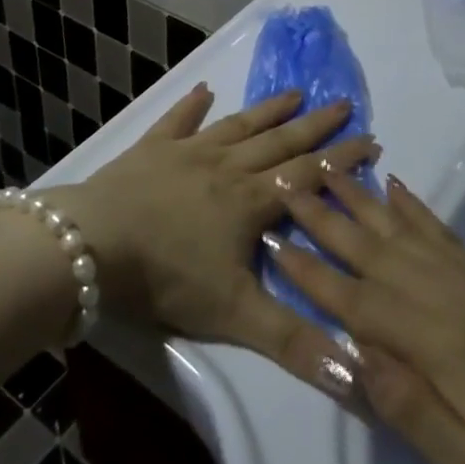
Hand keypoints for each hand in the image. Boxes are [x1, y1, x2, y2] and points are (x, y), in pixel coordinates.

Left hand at [51, 83, 377, 374]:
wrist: (92, 248)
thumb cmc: (166, 278)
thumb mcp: (236, 317)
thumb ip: (296, 343)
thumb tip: (359, 373)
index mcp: (249, 202)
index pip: (307, 177)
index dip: (342, 160)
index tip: (372, 139)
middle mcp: (226, 168)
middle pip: (279, 142)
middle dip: (314, 125)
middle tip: (343, 102)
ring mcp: (187, 153)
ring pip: (237, 126)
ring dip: (267, 110)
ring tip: (294, 92)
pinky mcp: (151, 149)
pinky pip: (177, 121)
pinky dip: (191, 106)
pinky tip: (203, 90)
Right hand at [269, 171, 464, 463]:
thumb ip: (409, 410)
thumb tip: (354, 356)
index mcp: (437, 342)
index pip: (358, 300)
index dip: (312, 272)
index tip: (272, 239)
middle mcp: (449, 296)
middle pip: (374, 250)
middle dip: (325, 218)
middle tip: (287, 183)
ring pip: (402, 231)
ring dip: (361, 199)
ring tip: (329, 168)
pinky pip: (441, 232)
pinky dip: (413, 205)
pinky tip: (393, 185)